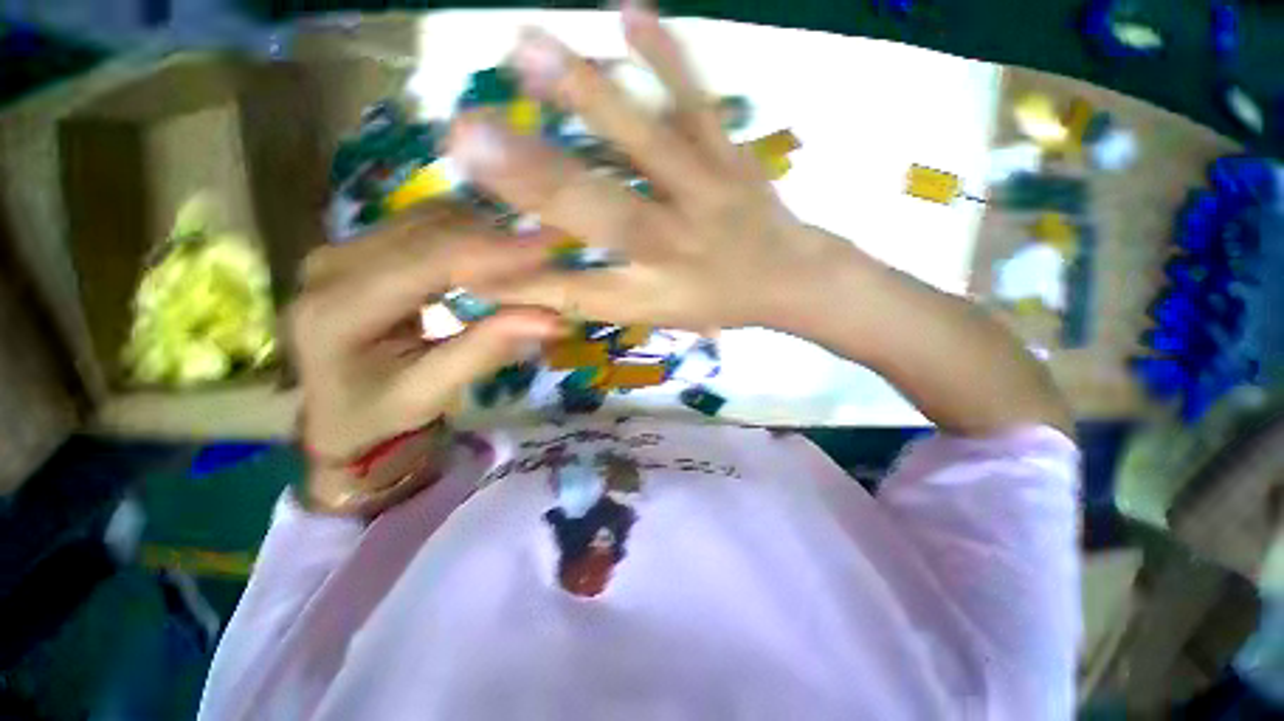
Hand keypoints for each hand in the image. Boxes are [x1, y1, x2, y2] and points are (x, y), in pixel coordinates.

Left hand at [290, 202, 563, 466]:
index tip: (552, 249)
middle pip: (431, 230)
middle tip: (552, 251)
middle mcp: (333, 264)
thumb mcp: (429, 395)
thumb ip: (485, 351)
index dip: (497, 252)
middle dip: (499, 237)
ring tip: (531, 253)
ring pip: (430, 219)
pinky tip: (497, 252)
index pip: (431, 260)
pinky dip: (469, 234)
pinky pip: (426, 226)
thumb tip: (552, 320)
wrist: (333, 415)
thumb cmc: (376, 415)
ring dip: (486, 232)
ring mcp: (345, 249)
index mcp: (339, 308)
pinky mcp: (362, 248)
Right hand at [448, 4, 839, 330]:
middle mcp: (676, 245)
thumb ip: (593, 294)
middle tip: (464, 141)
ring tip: (525, 48)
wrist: (790, 278)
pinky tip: (628, 8)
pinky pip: (699, 102)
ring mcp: (707, 193)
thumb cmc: (716, 302)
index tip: (462, 260)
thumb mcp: (653, 315)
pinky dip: (668, 54)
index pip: (576, 289)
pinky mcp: (732, 156)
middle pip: (605, 214)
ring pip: (649, 144)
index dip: (522, 280)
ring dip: (589, 95)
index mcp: (654, 292)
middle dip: (535, 183)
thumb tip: (525, 281)